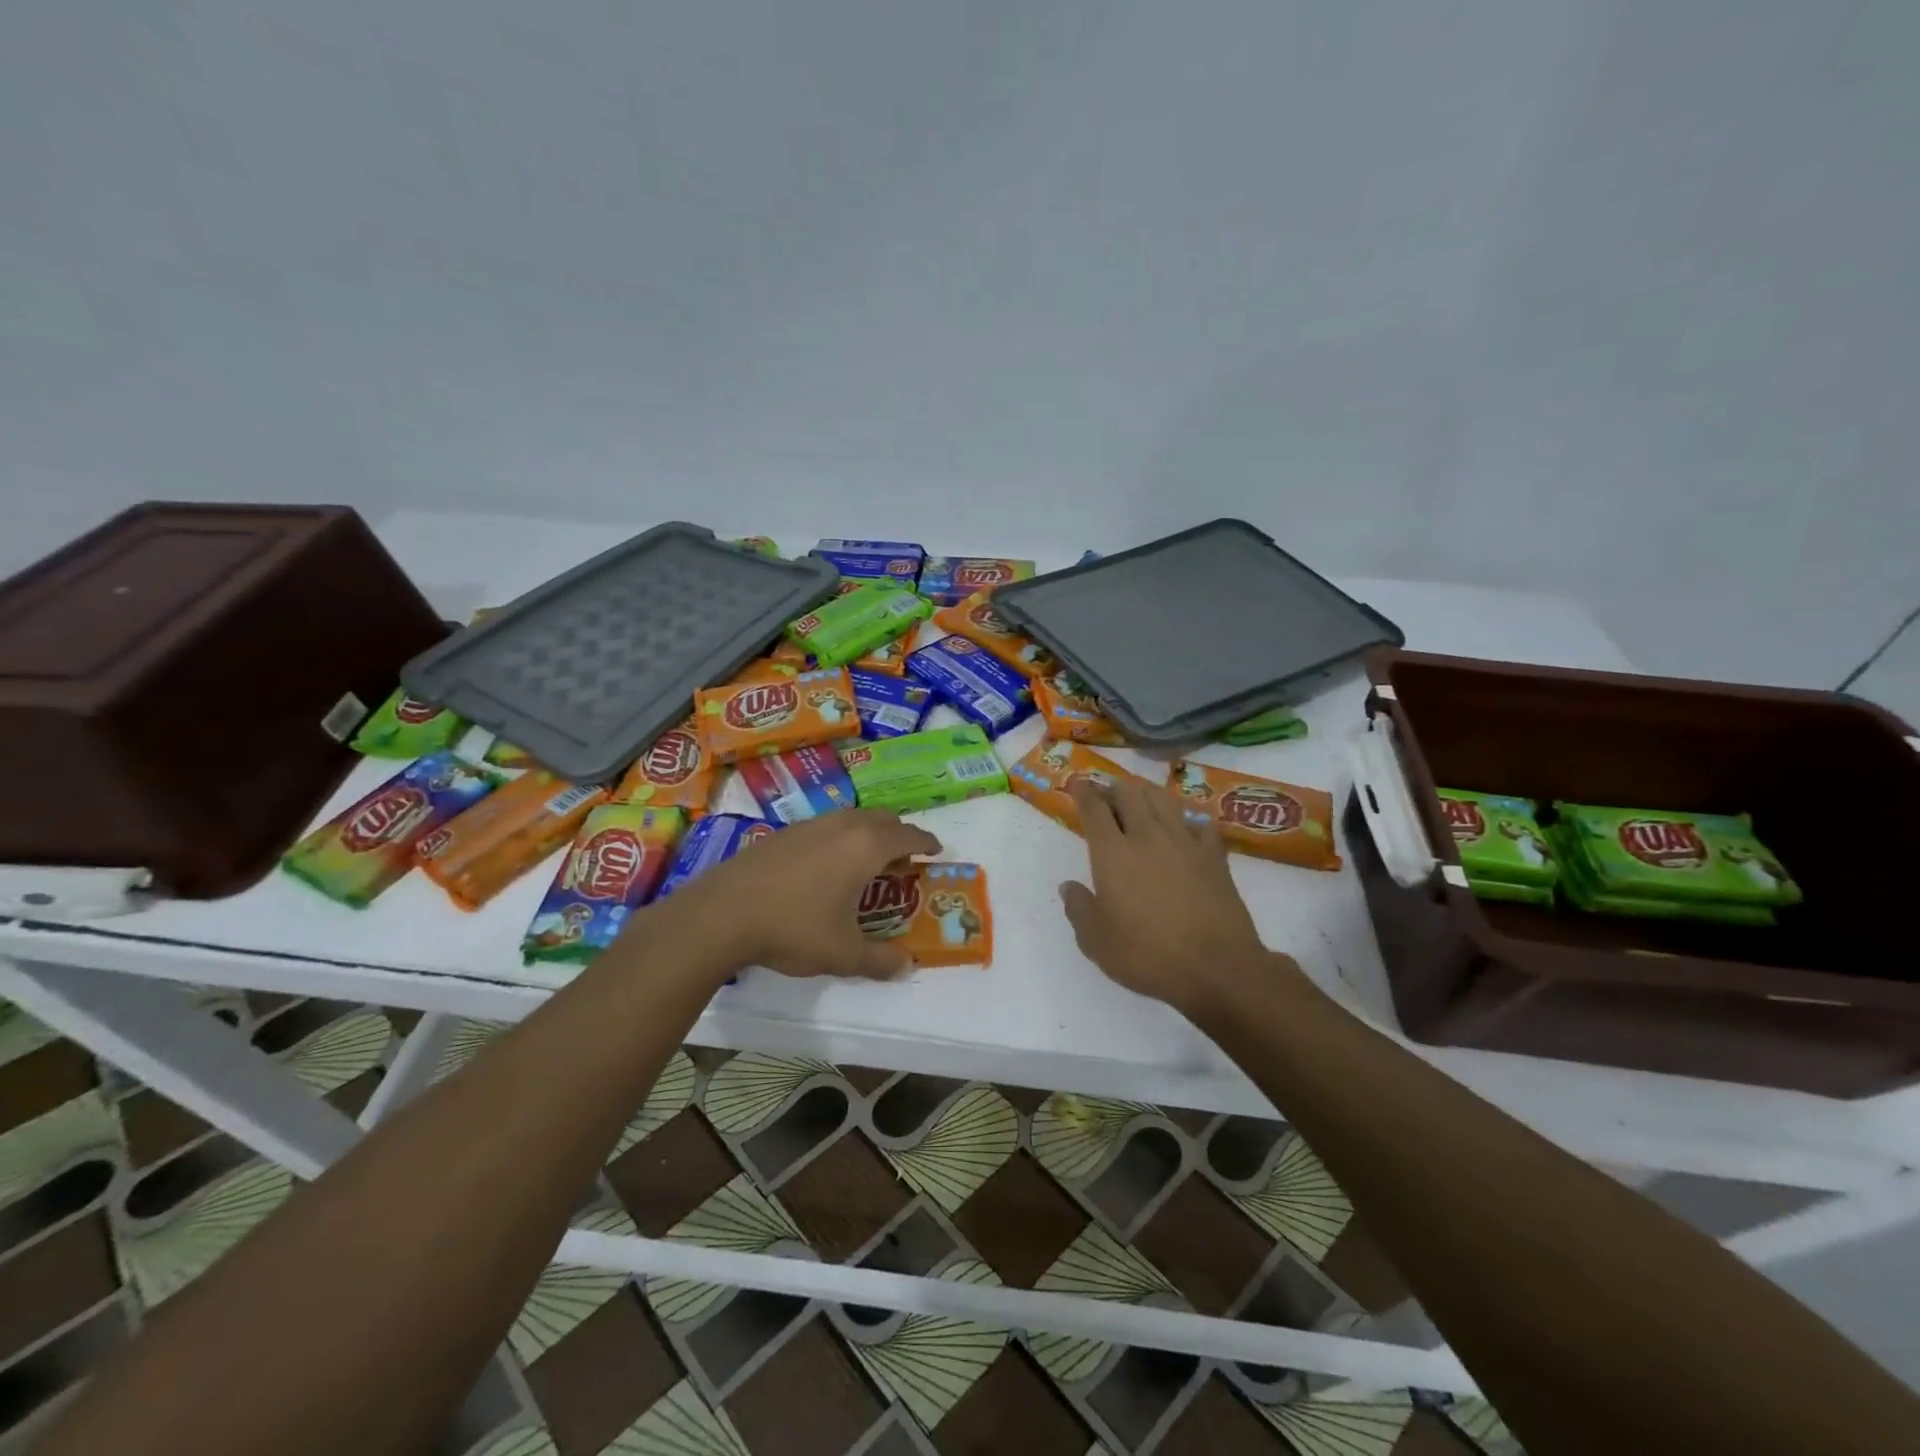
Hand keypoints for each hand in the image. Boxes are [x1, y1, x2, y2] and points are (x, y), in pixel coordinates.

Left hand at [654, 810, 941, 979]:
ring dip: (868, 834)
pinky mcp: (784, 832)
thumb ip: (880, 960)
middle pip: (883, 819)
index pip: (909, 835)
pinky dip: (840, 838)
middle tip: (902, 862)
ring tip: (865, 865)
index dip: (927, 842)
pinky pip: (826, 826)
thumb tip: (907, 966)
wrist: (722, 913)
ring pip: (852, 819)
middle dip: (899, 836)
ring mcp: (810, 824)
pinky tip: (825, 868)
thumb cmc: (793, 928)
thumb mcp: (843, 954)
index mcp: (866, 847)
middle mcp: (843, 826)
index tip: (937, 850)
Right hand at [1061, 777, 1294, 1017]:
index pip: (1094, 808)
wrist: (1216, 967)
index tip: (1077, 783)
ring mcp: (1185, 841)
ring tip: (1140, 798)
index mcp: (1112, 853)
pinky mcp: (1214, 855)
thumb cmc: (1147, 955)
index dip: (1083, 791)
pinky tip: (1184, 828)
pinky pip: (1199, 822)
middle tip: (1106, 795)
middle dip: (1113, 787)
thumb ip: (1078, 909)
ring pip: (1163, 798)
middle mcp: (1147, 836)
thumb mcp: (1096, 942)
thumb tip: (1068, 886)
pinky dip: (1186, 819)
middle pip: (1129, 793)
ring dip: (1147, 792)